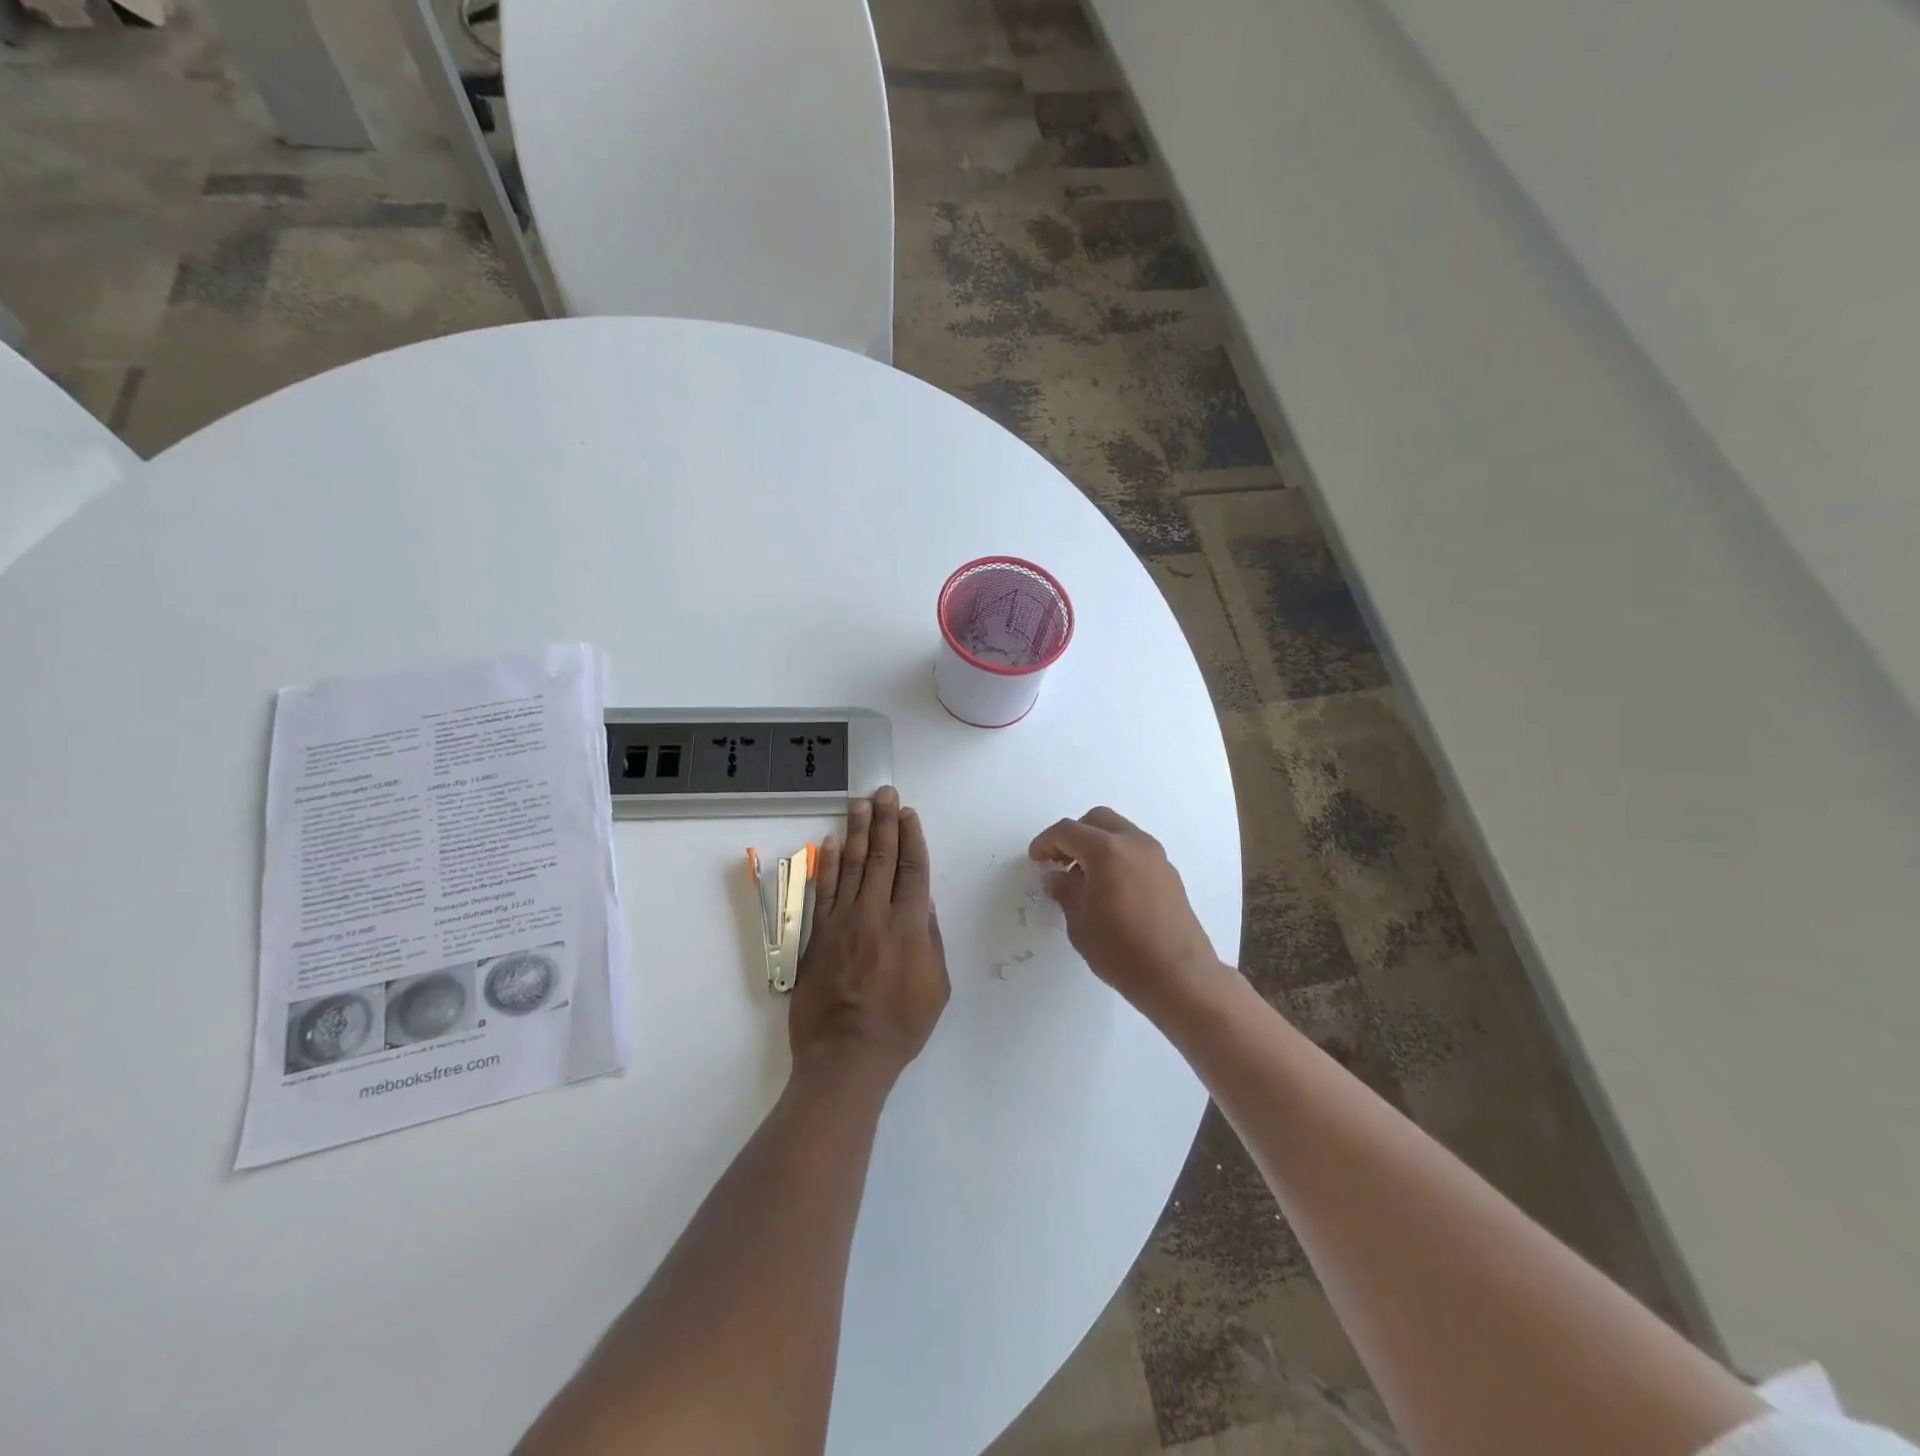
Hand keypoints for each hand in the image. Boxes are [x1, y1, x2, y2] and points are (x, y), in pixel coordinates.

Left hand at [791, 787, 950, 1078]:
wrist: (846, 1054)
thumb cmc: (901, 1025)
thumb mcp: (936, 986)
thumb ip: (930, 939)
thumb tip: (923, 902)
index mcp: (909, 926)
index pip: (912, 869)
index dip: (911, 837)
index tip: (909, 813)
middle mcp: (875, 914)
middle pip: (882, 858)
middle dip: (885, 822)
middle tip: (884, 792)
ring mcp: (843, 922)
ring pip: (853, 866)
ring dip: (858, 832)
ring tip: (860, 804)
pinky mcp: (818, 935)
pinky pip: (823, 891)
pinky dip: (828, 864)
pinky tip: (833, 842)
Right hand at [1028, 807, 1225, 1018]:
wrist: (1178, 976)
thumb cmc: (1121, 950)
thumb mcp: (1080, 921)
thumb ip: (1065, 891)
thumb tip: (1056, 877)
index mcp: (1107, 850)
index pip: (1067, 831)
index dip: (1046, 843)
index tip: (1036, 860)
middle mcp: (1134, 843)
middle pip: (1096, 820)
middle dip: (1074, 835)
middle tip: (1059, 862)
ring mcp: (1156, 856)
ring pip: (1119, 832)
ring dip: (1097, 844)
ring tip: (1084, 878)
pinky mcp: (1169, 873)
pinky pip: (1135, 850)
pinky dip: (1117, 856)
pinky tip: (1110, 888)